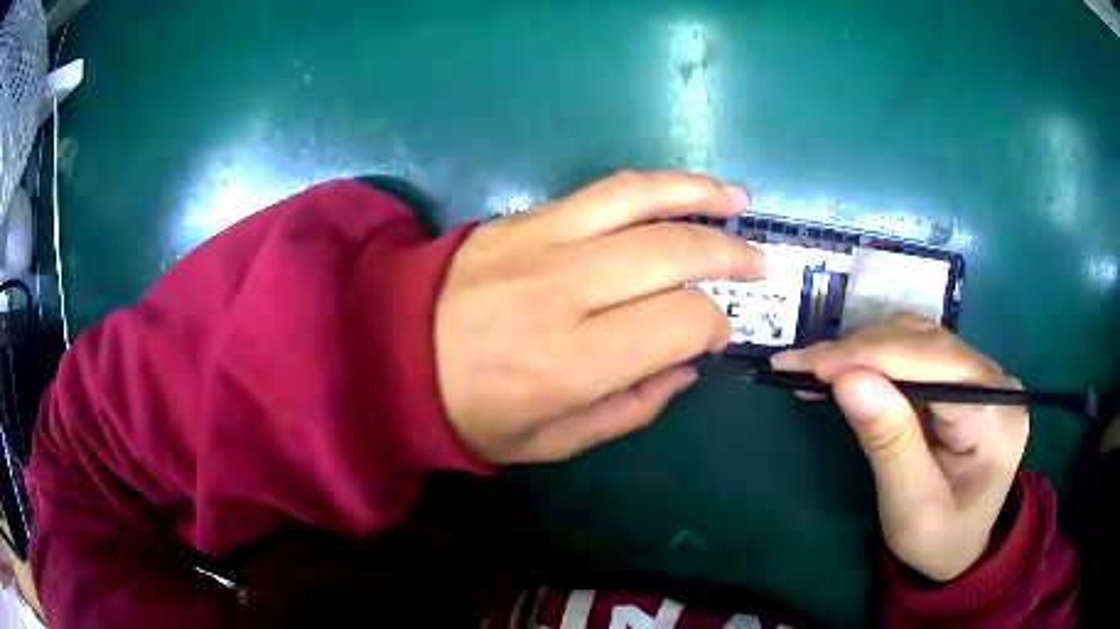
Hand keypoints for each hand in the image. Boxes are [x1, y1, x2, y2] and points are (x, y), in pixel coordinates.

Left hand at [436, 171, 764, 462]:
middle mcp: (564, 290)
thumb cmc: (472, 411)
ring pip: (642, 200)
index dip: (714, 325)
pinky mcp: (526, 216)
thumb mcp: (553, 442)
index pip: (680, 321)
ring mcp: (542, 241)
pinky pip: (604, 189)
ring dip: (701, 197)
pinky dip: (654, 185)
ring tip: (739, 202)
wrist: (390, 351)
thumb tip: (688, 366)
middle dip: (729, 257)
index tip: (717, 335)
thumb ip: (631, 408)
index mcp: (571, 362)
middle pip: (673, 253)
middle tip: (758, 266)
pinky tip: (684, 189)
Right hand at [772, 314, 1028, 581]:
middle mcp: (995, 380)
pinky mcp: (964, 375)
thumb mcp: (911, 507)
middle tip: (801, 365)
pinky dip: (876, 355)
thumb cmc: (938, 540)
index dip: (872, 356)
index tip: (810, 365)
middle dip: (861, 350)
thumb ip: (889, 442)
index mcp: (996, 416)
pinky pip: (917, 349)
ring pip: (919, 336)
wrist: (961, 546)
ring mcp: (981, 373)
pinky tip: (848, 369)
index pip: (935, 363)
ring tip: (817, 368)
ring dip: (865, 348)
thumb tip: (848, 379)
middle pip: (926, 342)